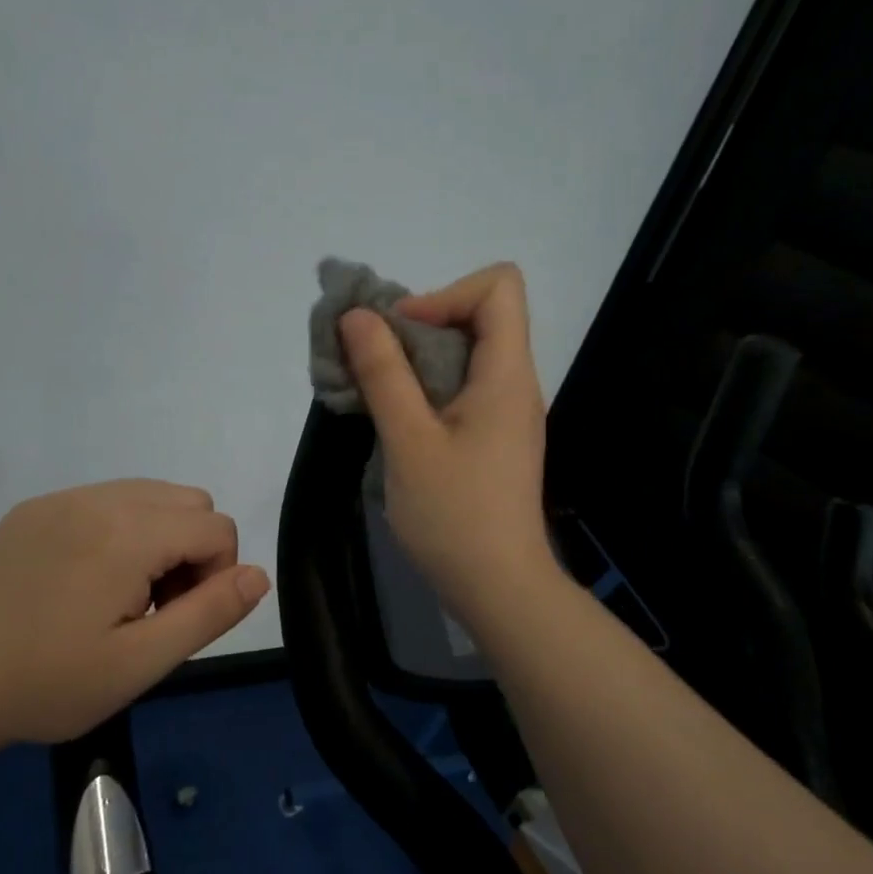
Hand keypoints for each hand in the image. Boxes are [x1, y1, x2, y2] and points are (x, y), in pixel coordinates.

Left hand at [0, 480, 268, 744]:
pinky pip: (105, 499)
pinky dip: (120, 530)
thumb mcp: (142, 662)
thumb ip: (210, 613)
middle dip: (191, 550)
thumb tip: (259, 574)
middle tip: (153, 607)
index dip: (216, 576)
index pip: (215, 527)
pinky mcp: (35, 507)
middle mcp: (96, 498)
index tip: (176, 618)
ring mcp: (61, 498)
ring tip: (123, 593)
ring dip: (158, 537)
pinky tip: (86, 580)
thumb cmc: (53, 683)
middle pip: (189, 501)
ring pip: (150, 494)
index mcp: (126, 534)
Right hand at [339, 263, 554, 626]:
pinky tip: (392, 422)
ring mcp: (505, 412)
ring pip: (463, 354)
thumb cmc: (454, 515)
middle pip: (477, 316)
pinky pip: (459, 389)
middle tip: (370, 362)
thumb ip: (383, 374)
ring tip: (372, 391)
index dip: (444, 294)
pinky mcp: (492, 438)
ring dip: (413, 360)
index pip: (498, 286)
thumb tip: (358, 316)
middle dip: (416, 325)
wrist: (498, 588)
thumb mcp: (409, 441)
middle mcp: (514, 383)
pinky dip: (423, 389)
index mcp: (506, 374)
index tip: (399, 333)